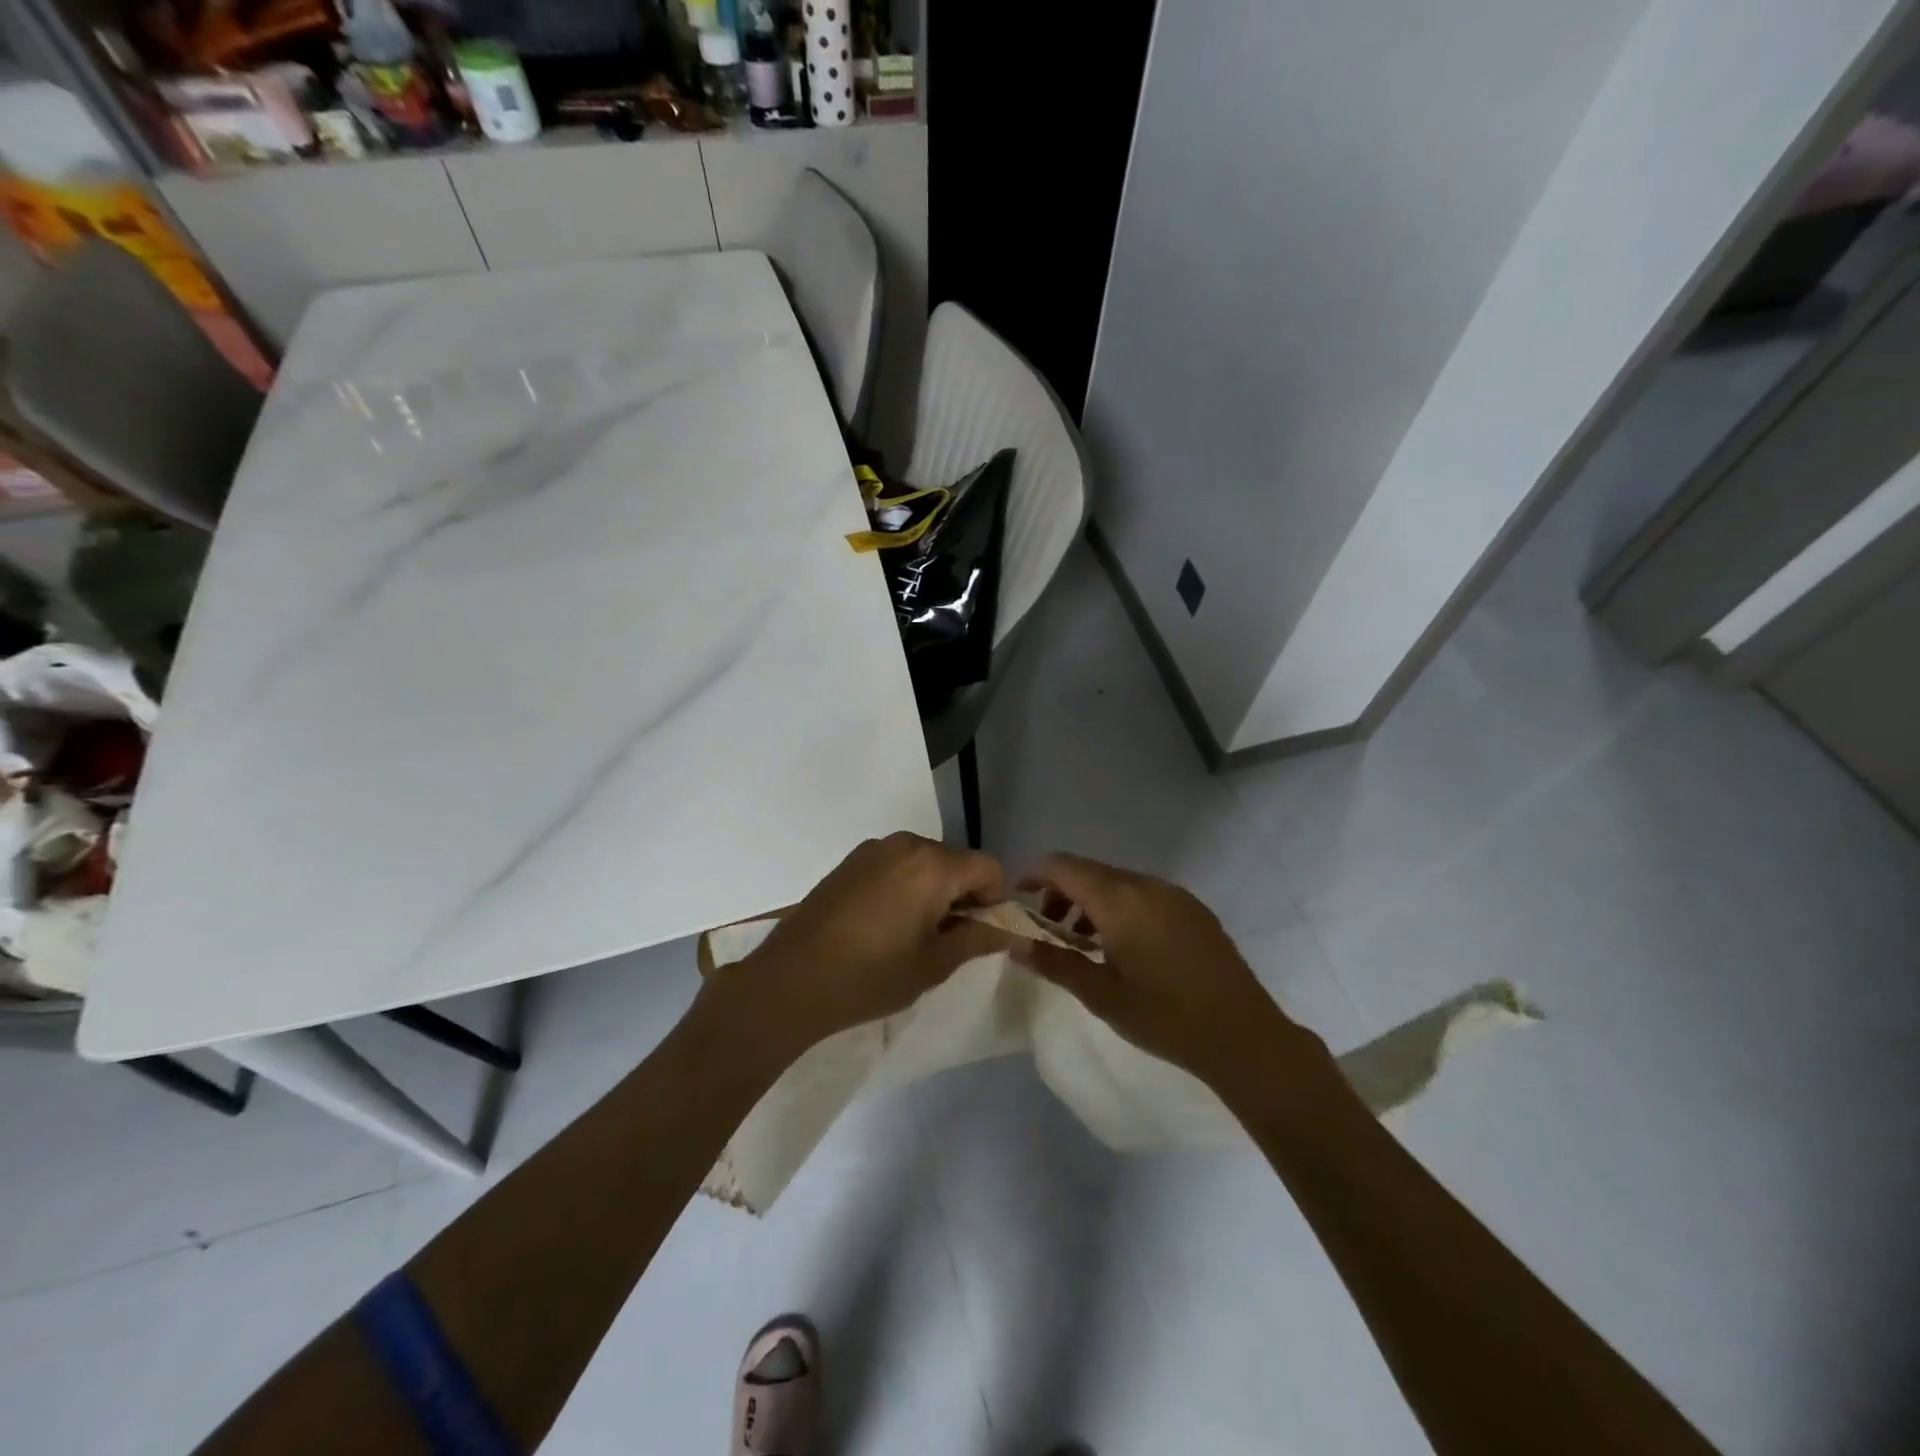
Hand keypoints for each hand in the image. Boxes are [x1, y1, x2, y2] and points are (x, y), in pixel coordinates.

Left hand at [709, 832, 1017, 1054]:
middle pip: (956, 861)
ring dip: (934, 890)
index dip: (995, 900)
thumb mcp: (933, 964)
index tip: (980, 935)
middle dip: (963, 895)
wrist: (790, 980)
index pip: (988, 868)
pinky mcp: (850, 861)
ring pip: (925, 862)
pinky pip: (896, 865)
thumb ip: (977, 939)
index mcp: (932, 866)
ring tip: (913, 934)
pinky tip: (884, 924)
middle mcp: (905, 844)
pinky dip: (905, 886)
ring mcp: (873, 849)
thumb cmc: (869, 976)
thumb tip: (1011, 930)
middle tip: (947, 940)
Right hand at [1013, 854, 1328, 1097]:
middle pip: (1091, 871)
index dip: (1034, 873)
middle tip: (1047, 926)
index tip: (1016, 893)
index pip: (1064, 866)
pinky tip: (1124, 945)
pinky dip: (1121, 907)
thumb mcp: (1100, 994)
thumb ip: (1055, 963)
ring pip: (1119, 883)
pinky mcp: (1194, 910)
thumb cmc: (1163, 1016)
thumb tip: (1016, 945)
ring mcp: (1174, 895)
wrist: (1242, 1035)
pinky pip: (1145, 894)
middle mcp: (1146, 885)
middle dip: (1062, 891)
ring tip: (1083, 941)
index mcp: (1119, 900)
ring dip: (1092, 900)